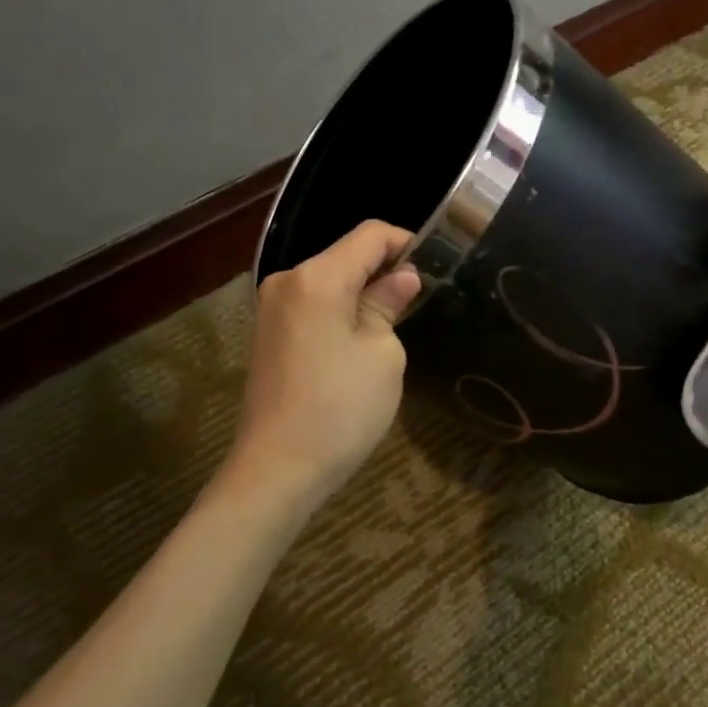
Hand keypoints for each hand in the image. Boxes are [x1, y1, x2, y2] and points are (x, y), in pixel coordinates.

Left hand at [234, 220, 421, 503]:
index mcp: (317, 278)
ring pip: (332, 280)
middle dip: (387, 269)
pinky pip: (315, 305)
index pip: (371, 235)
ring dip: (365, 292)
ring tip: (398, 322)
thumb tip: (403, 278)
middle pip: (348, 255)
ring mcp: (273, 308)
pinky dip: (343, 310)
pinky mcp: (270, 334)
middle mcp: (288, 281)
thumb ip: (389, 304)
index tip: (438, 266)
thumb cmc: (340, 409)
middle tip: (423, 299)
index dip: (408, 243)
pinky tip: (363, 340)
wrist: (277, 471)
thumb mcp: (382, 354)